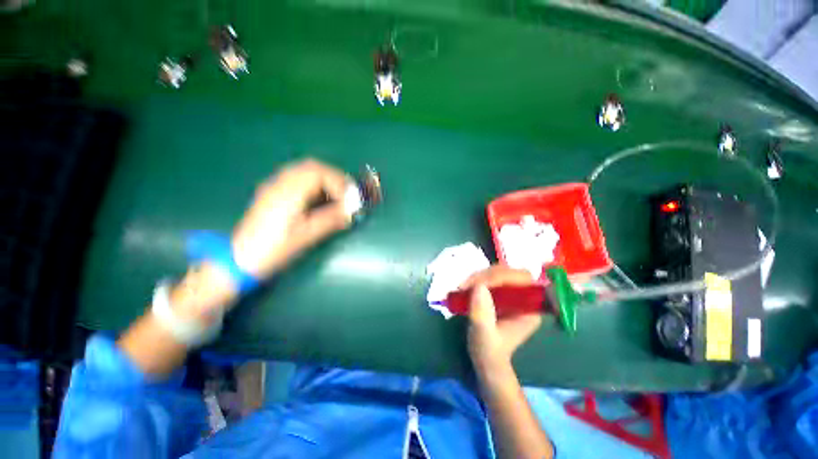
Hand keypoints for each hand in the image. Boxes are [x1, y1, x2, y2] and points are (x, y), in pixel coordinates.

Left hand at [232, 159, 354, 278]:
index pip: (319, 173)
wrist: (239, 259)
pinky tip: (319, 198)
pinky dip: (313, 183)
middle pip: (311, 167)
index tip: (350, 199)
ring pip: (303, 171)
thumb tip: (351, 212)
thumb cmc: (273, 249)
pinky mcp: (272, 194)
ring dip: (324, 179)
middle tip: (347, 193)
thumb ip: (330, 220)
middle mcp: (280, 184)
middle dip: (334, 177)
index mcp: (288, 193)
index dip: (339, 183)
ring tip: (337, 195)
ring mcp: (274, 187)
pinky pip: (296, 179)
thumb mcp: (305, 236)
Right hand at [462, 266, 542, 373]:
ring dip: (478, 277)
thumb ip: (482, 314)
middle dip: (485, 275)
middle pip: (508, 272)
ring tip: (462, 288)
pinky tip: (465, 288)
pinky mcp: (500, 294)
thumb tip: (479, 286)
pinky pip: (489, 278)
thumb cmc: (488, 351)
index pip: (521, 279)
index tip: (478, 284)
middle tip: (466, 285)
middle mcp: (524, 297)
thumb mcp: (484, 335)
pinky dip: (476, 280)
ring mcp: (511, 294)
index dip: (500, 276)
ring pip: (497, 272)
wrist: (486, 360)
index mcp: (529, 308)